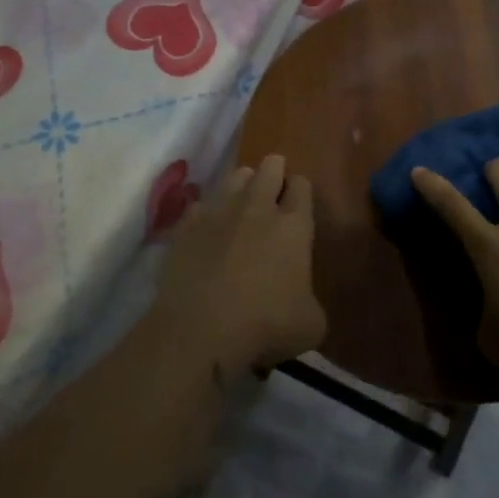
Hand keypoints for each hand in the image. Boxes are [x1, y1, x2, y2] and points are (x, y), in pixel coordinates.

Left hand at [158, 154, 326, 373]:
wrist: (199, 331)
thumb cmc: (264, 326)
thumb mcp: (310, 325)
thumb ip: (311, 301)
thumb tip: (302, 300)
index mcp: (294, 226)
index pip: (302, 184)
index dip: (301, 190)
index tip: (298, 205)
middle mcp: (258, 207)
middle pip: (271, 166)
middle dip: (275, 174)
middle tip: (274, 198)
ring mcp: (219, 211)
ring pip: (236, 175)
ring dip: (243, 186)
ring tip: (242, 209)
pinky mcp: (186, 225)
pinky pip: (202, 204)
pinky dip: (208, 214)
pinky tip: (208, 233)